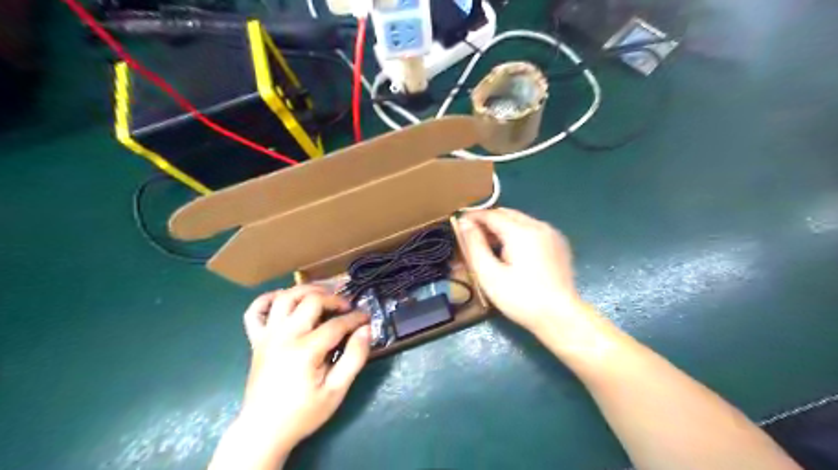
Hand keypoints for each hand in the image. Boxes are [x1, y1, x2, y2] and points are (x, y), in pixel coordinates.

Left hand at [237, 286, 367, 450]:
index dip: (356, 318)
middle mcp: (285, 335)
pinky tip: (284, 300)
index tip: (367, 318)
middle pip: (311, 300)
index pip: (337, 323)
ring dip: (306, 290)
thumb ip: (354, 358)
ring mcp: (267, 335)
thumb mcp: (336, 391)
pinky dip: (268, 299)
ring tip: (322, 295)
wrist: (263, 430)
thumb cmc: (303, 412)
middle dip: (334, 299)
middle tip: (346, 307)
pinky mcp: (256, 340)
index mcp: (306, 350)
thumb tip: (366, 330)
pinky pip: (255, 310)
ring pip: (285, 297)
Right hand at [457, 207, 583, 331]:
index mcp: (521, 232)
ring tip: (489, 245)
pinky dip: (517, 232)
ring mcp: (551, 234)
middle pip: (506, 214)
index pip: (491, 215)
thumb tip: (465, 223)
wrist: (560, 317)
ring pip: (520, 220)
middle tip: (472, 236)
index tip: (459, 223)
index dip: (473, 217)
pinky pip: (532, 229)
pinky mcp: (558, 244)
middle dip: (487, 221)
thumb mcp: (489, 274)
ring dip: (502, 226)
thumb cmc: (520, 298)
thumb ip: (474, 245)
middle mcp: (538, 225)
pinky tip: (511, 251)